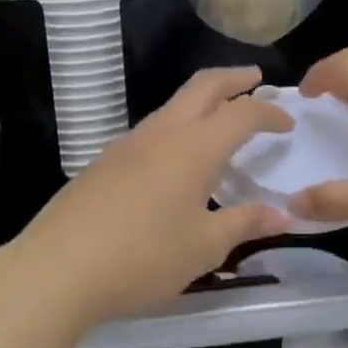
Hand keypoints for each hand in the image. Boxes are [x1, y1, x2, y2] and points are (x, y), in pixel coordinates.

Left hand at [5, 67, 291, 326]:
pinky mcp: (104, 162)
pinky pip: (150, 131)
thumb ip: (245, 223)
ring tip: (219, 121)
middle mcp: (161, 133)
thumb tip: (282, 215)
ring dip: (201, 103)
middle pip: (202, 87)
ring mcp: (127, 144)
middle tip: (255, 78)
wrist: (58, 268)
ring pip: (172, 107)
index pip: (241, 114)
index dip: (269, 112)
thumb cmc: (143, 257)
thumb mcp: (204, 247)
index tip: (288, 121)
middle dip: (232, 78)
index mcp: (194, 148)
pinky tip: (176, 161)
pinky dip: (176, 129)